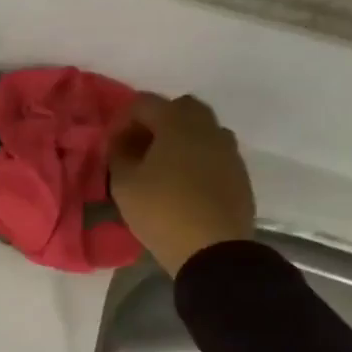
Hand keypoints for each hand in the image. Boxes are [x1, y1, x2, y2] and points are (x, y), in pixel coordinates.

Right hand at [108, 92, 256, 275]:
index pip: (144, 102)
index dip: (123, 118)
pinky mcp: (239, 172)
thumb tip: (122, 141)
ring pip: (202, 129)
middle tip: (139, 147)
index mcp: (176, 124)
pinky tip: (182, 182)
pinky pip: (214, 152)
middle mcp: (207, 129)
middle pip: (181, 107)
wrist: (213, 249)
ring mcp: (228, 150)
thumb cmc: (161, 210)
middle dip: (157, 120)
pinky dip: (196, 157)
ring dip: (180, 138)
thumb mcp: (123, 183)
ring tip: (161, 165)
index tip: (112, 144)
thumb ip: (118, 154)